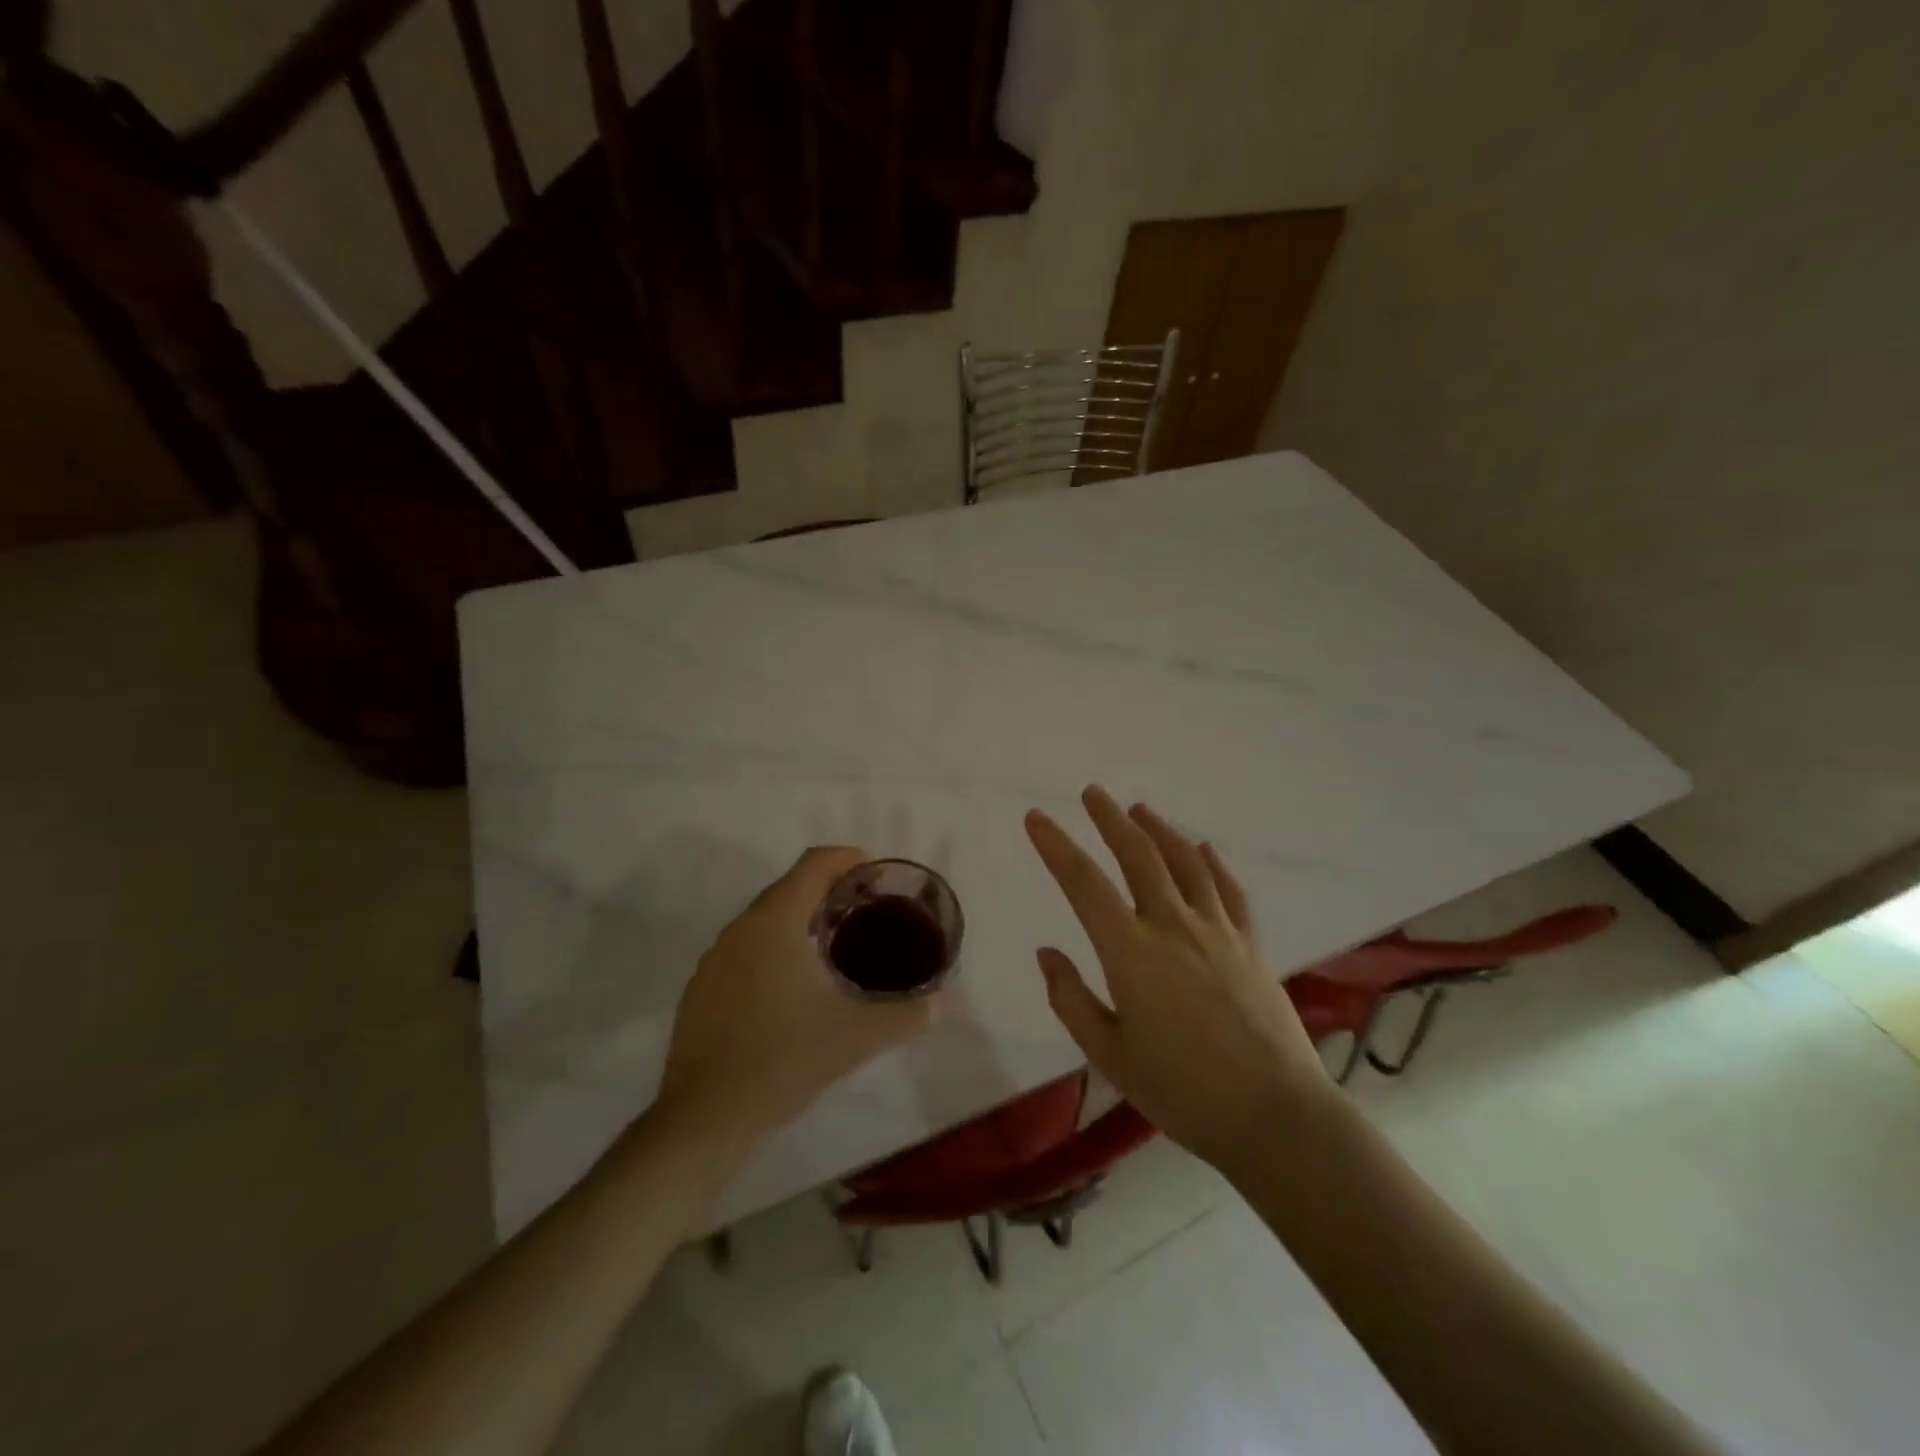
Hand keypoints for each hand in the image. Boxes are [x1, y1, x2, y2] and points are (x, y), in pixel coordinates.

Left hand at [658, 846, 937, 1144]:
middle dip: (829, 890)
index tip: (876, 876)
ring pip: (765, 919)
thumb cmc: (785, 1060)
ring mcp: (715, 958)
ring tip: (835, 948)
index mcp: (776, 921)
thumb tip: (944, 1003)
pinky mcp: (701, 988)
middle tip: (866, 913)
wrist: (706, 1117)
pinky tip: (793, 988)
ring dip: (800, 920)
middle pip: (790, 887)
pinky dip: (774, 948)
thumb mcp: (857, 1037)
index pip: (815, 863)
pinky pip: (745, 948)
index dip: (849, 859)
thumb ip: (907, 1015)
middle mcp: (741, 927)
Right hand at [1025, 787, 1332, 1177]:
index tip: (1036, 818)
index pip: (1084, 884)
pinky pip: (1229, 891)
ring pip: (1185, 864)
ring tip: (1140, 809)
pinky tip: (1204, 849)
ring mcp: (1217, 932)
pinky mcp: (1250, 946)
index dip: (1056, 846)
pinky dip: (1213, 864)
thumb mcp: (1110, 1055)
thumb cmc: (1182, 1091)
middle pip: (1138, 856)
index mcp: (1131, 952)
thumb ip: (1072, 1000)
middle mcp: (1173, 927)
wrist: (1275, 1116)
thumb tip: (1046, 953)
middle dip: (1110, 820)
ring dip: (1159, 831)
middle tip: (1092, 793)